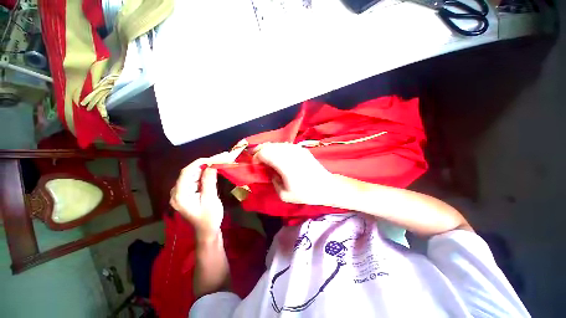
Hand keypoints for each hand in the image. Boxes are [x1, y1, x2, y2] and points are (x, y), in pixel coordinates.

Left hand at [170, 152, 239, 240]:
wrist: (207, 231)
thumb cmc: (209, 218)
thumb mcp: (210, 200)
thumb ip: (209, 182)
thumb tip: (212, 165)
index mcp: (180, 195)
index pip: (187, 172)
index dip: (200, 162)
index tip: (215, 157)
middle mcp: (177, 192)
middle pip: (189, 172)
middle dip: (205, 164)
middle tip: (220, 158)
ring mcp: (181, 192)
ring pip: (192, 174)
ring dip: (205, 168)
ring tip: (219, 161)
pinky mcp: (187, 193)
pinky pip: (194, 179)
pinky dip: (204, 174)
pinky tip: (213, 170)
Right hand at [252, 143, 334, 205]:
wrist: (326, 186)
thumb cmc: (305, 193)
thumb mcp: (284, 195)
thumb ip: (273, 181)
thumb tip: (270, 172)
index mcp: (283, 163)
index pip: (263, 153)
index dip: (256, 158)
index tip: (255, 165)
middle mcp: (289, 152)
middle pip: (268, 145)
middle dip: (260, 152)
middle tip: (259, 162)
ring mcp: (296, 148)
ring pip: (276, 144)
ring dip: (269, 150)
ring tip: (268, 160)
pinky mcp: (301, 149)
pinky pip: (285, 145)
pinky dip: (278, 149)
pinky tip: (280, 158)